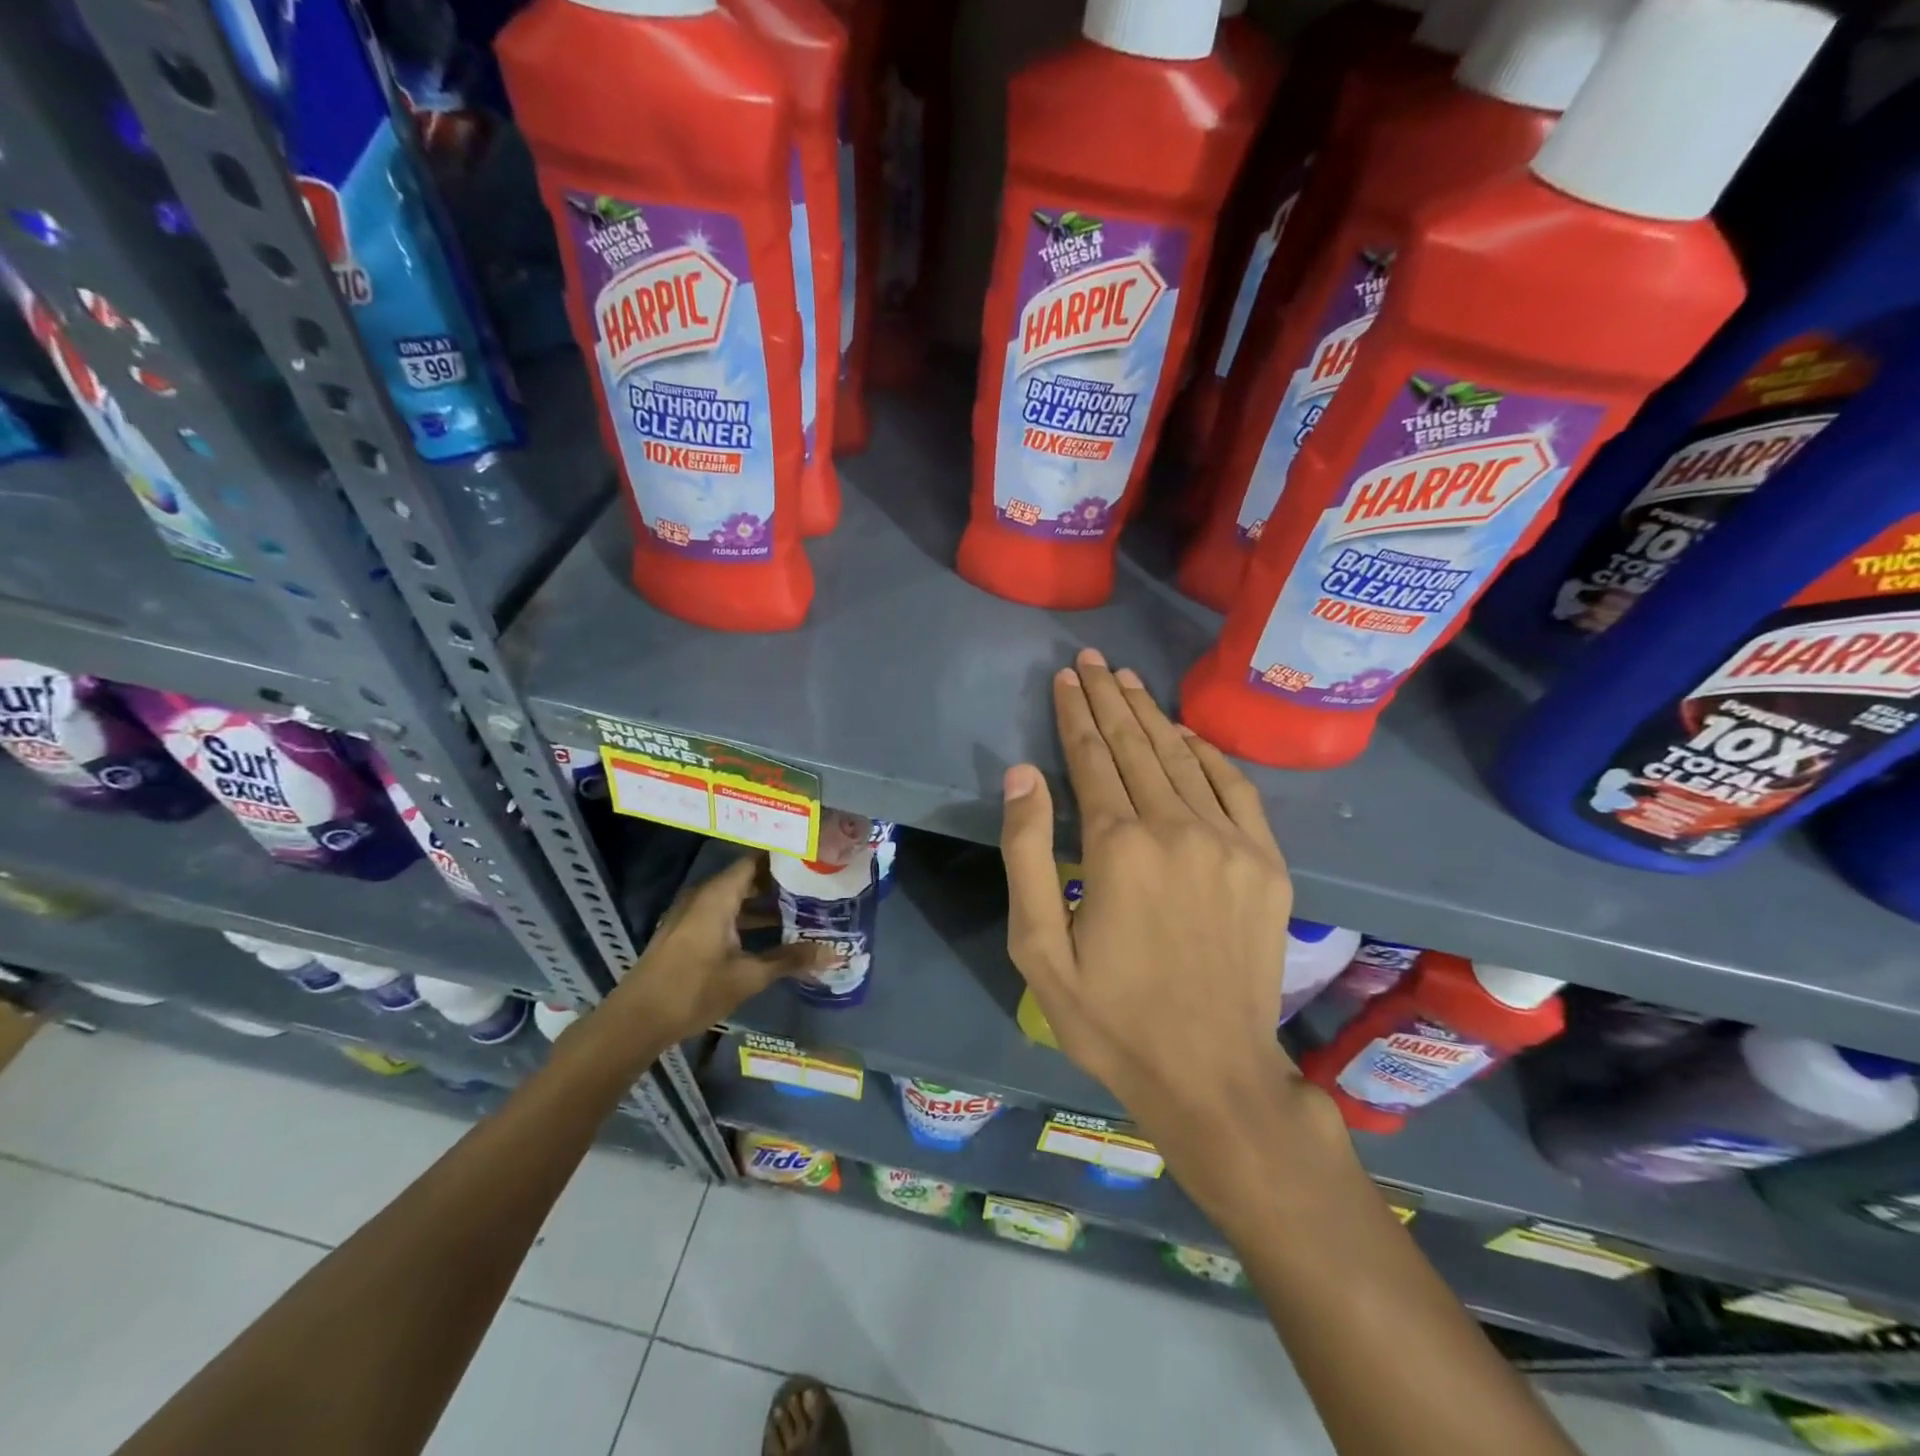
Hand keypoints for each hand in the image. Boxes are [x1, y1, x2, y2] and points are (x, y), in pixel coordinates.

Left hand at [598, 854, 829, 1051]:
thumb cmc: (694, 990)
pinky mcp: (686, 933)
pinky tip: (771, 936)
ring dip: (765, 905)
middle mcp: (704, 896)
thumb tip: (833, 953)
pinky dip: (747, 919)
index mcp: (718, 895)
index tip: (813, 860)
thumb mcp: (748, 976)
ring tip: (801, 911)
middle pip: (747, 878)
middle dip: (780, 883)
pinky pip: (723, 913)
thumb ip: (790, 960)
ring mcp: (692, 915)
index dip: (784, 859)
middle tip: (816, 886)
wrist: (636, 1021)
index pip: (756, 861)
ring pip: (735, 898)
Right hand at [999, 649, 1330, 1206]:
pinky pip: (1235, 788)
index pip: (1089, 758)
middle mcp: (1177, 827)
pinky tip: (1185, 734)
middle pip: (1135, 745)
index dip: (1074, 713)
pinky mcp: (1267, 863)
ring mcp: (1231, 842)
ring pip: (1182, 758)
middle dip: (1108, 697)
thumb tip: (1022, 774)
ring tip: (1127, 679)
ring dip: (1151, 715)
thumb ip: (1028, 853)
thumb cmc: (1110, 1017)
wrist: (1212, 1074)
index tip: (1065, 677)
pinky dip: (1207, 754)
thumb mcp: (1039, 948)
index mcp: (1118, 846)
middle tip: (1092, 659)